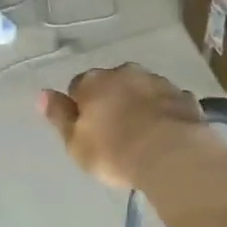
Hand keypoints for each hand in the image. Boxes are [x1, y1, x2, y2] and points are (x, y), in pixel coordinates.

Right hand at [38, 65, 212, 190]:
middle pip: (112, 84)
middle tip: (115, 133)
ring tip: (143, 135)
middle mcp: (125, 72)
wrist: (172, 154)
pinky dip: (164, 113)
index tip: (87, 130)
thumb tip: (42, 94)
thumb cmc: (114, 152)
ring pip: (142, 89)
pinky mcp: (184, 95)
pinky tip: (166, 135)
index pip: (78, 86)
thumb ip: (59, 116)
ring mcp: (158, 81)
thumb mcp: (75, 143)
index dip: (80, 108)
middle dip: (112, 101)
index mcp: (94, 81)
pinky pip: (167, 102)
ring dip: (139, 104)